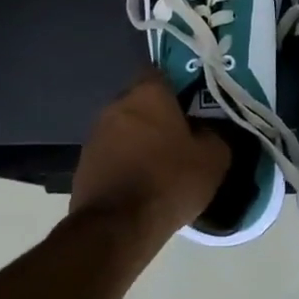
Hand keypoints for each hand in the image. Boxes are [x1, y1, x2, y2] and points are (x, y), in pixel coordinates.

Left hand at [71, 69, 230, 238]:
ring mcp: (95, 133)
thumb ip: (215, 135)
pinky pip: (112, 153)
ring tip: (161, 164)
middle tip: (181, 136)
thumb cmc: (168, 181)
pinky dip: (125, 162)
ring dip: (140, 139)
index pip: (161, 72)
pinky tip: (141, 183)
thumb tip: (209, 130)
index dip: (178, 86)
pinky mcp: (83, 162)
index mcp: (148, 93)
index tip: (192, 105)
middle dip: (159, 115)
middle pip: (142, 101)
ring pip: (125, 127)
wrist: (116, 226)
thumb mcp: (212, 159)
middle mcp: (117, 104)